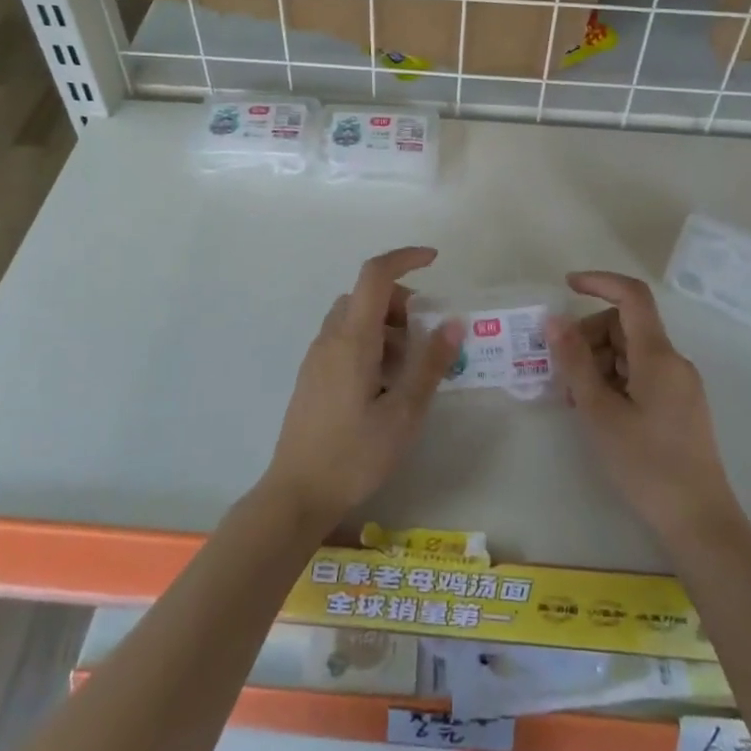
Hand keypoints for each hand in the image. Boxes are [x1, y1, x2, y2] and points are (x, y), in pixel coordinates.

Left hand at [258, 247, 463, 527]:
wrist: (297, 493)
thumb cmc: (355, 454)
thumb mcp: (404, 413)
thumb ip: (429, 364)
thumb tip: (453, 322)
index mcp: (353, 339)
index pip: (375, 275)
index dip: (404, 258)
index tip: (434, 261)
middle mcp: (330, 337)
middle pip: (366, 295)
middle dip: (401, 302)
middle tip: (426, 337)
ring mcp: (317, 356)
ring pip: (355, 317)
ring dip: (386, 325)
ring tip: (408, 369)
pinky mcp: (313, 375)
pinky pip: (344, 339)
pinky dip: (370, 343)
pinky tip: (384, 385)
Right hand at [550, 271, 743, 543]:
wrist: (699, 522)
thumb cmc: (645, 465)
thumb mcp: (599, 412)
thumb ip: (575, 362)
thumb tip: (554, 320)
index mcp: (658, 355)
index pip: (632, 296)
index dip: (599, 282)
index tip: (566, 287)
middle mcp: (673, 362)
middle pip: (625, 326)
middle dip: (589, 337)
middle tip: (562, 373)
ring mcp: (679, 385)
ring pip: (630, 352)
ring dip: (598, 363)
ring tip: (577, 400)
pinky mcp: (679, 406)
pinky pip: (641, 374)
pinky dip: (614, 380)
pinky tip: (597, 411)